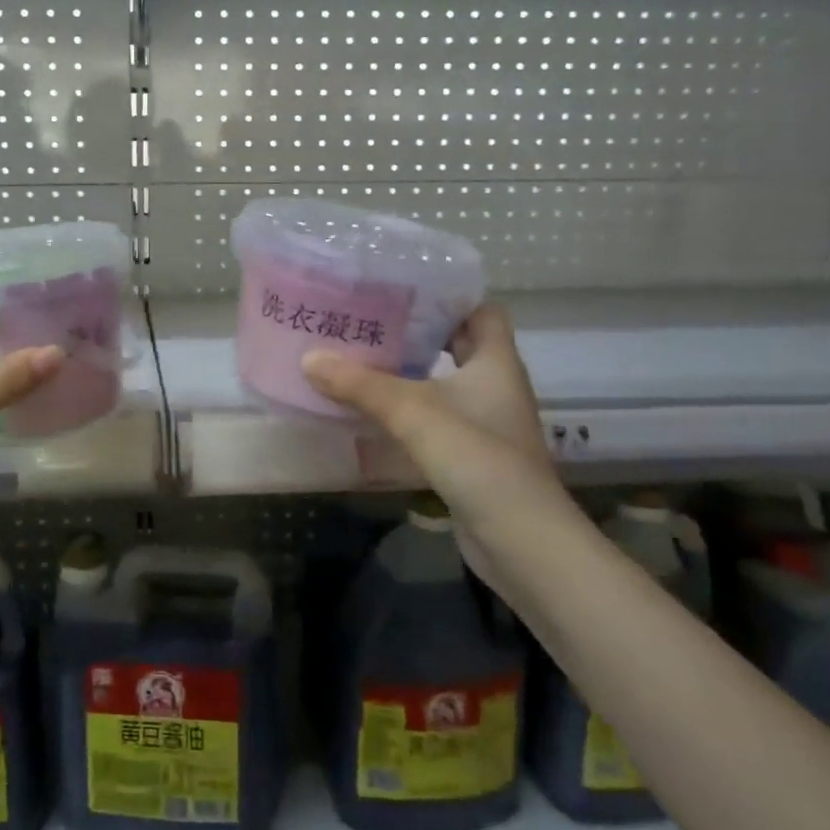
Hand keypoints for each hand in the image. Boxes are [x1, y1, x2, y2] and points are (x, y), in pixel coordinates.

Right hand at [302, 305, 567, 580]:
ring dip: (412, 373)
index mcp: (496, 362)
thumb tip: (309, 357)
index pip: (483, 311)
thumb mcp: (412, 412)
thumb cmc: (476, 457)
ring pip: (447, 383)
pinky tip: (376, 412)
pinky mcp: (473, 455)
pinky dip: (412, 410)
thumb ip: (360, 384)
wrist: (520, 539)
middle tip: (372, 321)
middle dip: (420, 332)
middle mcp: (496, 386)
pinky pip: (439, 418)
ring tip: (364, 359)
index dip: (450, 297)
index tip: (405, 289)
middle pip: (460, 345)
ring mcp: (487, 423)